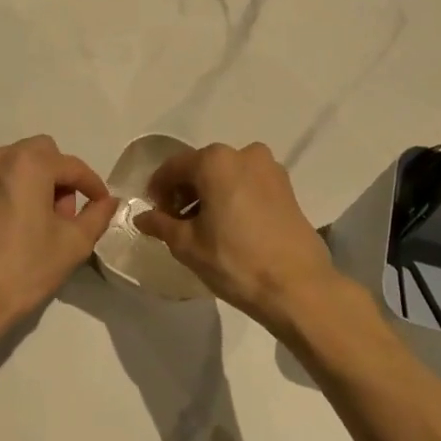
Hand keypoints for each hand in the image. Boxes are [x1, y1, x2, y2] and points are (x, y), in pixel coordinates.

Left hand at [0, 135, 117, 351]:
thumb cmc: (25, 270)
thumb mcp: (74, 244)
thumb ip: (97, 215)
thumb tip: (108, 201)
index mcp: (28, 164)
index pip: (72, 166)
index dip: (92, 185)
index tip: (102, 204)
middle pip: (39, 154)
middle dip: (57, 177)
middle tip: (63, 214)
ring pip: (11, 165)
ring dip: (29, 183)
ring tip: (33, 222)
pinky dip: (2, 195)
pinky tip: (5, 228)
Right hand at [134, 141, 339, 329]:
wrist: (298, 287)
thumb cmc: (235, 261)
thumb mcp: (188, 245)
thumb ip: (161, 225)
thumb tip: (142, 218)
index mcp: (215, 161)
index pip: (173, 167)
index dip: (158, 189)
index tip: (154, 214)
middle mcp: (244, 154)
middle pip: (202, 167)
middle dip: (185, 191)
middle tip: (175, 222)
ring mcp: (270, 169)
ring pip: (227, 175)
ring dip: (210, 194)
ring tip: (203, 228)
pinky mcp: (287, 188)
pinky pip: (248, 184)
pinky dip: (233, 197)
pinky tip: (230, 227)